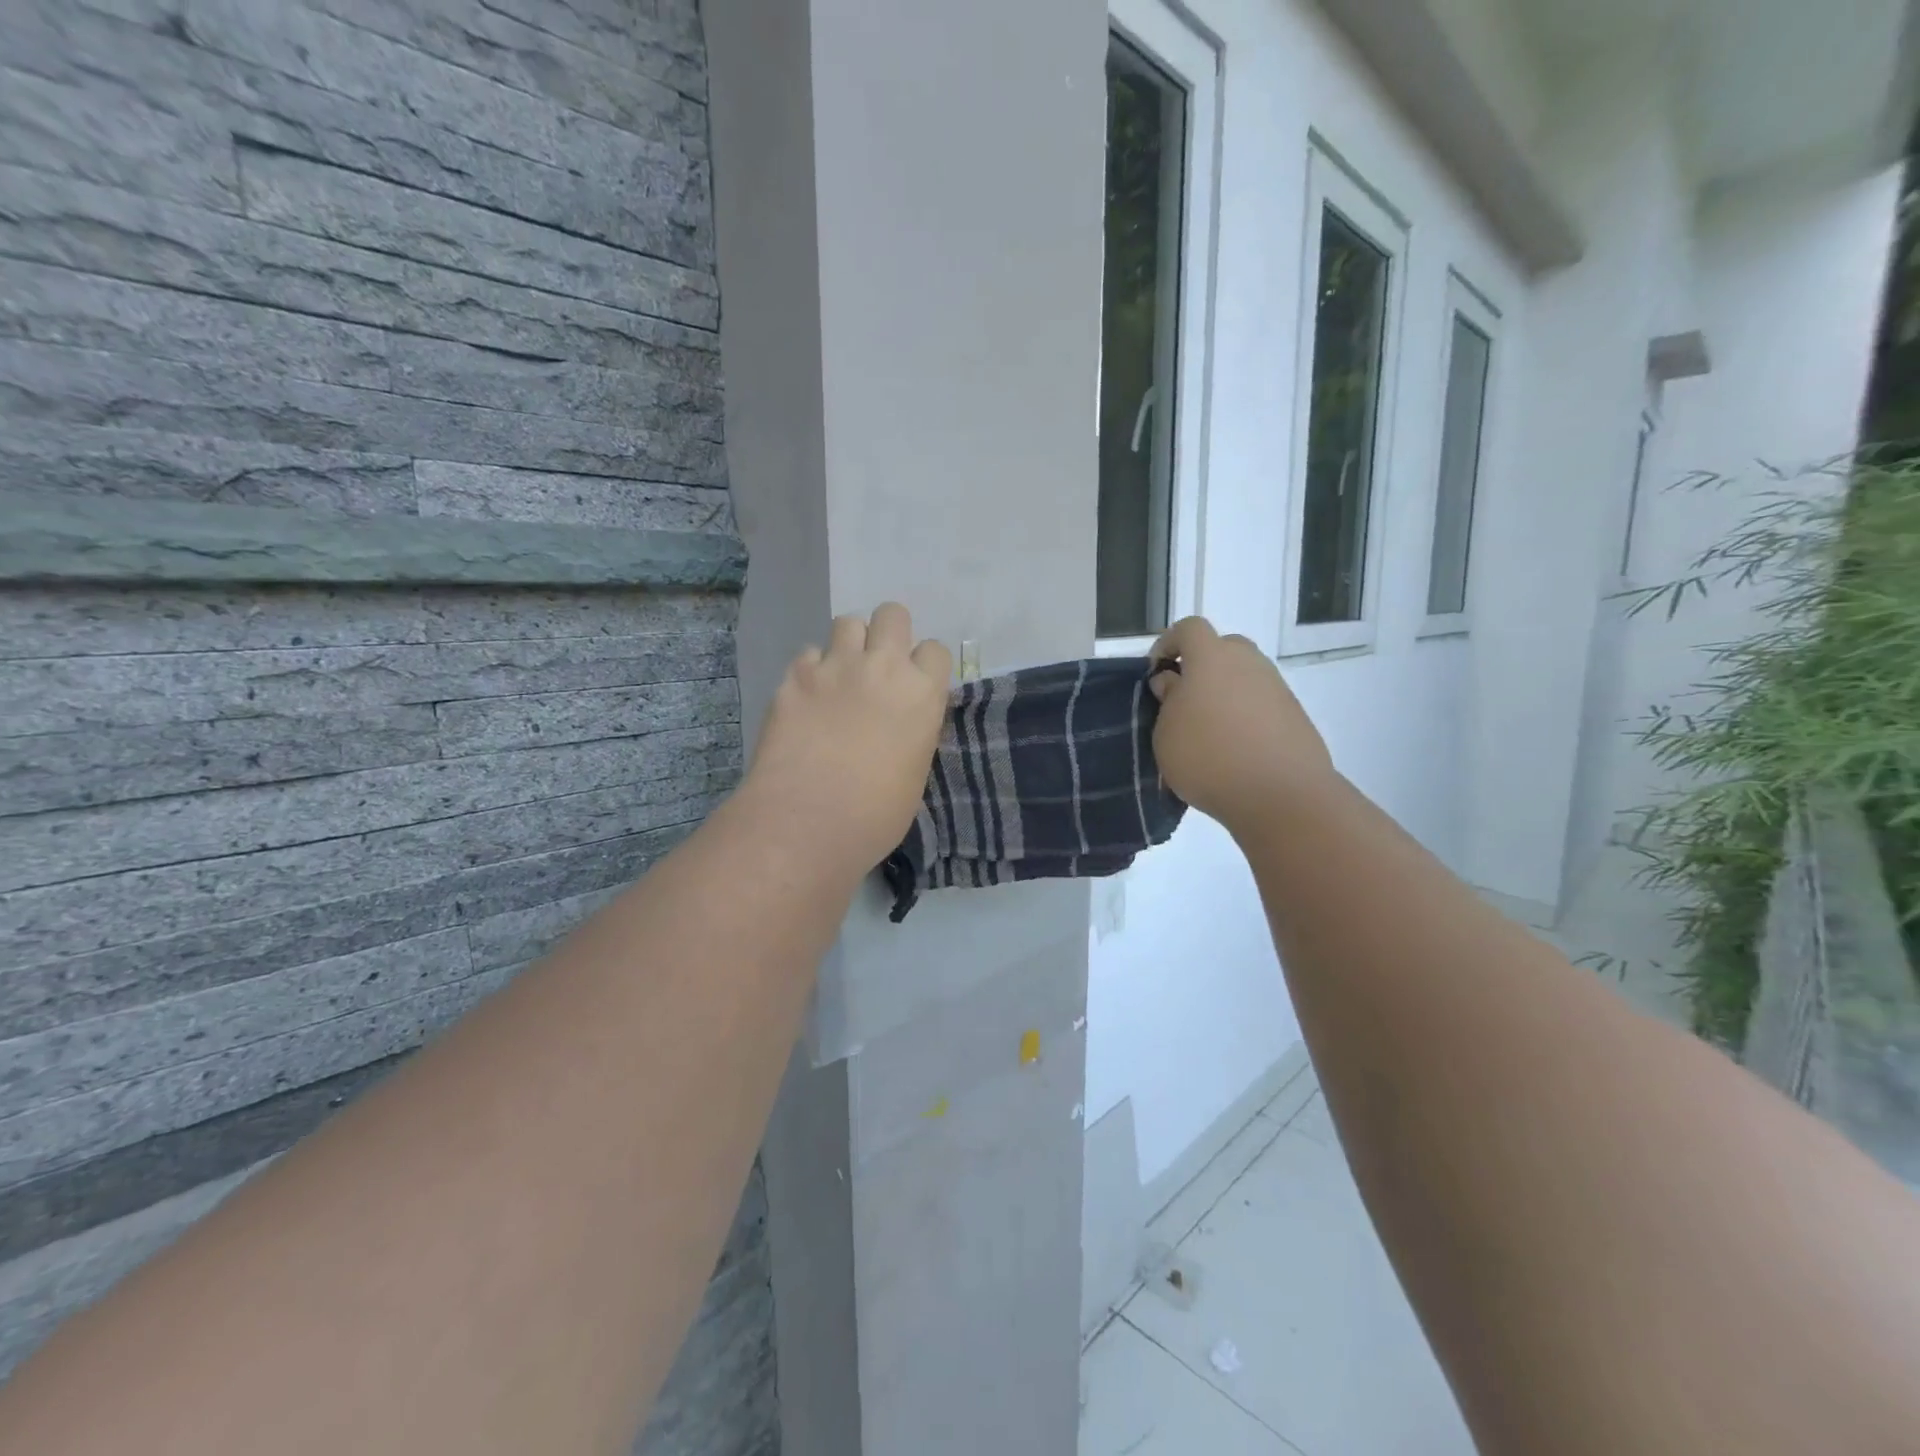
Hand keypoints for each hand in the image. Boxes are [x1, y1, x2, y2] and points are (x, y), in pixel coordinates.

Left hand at [743, 603, 952, 871]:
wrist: (807, 821)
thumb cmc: (875, 815)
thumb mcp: (915, 771)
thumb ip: (913, 730)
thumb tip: (900, 722)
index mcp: (922, 693)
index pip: (935, 649)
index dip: (924, 665)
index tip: (914, 685)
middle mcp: (882, 667)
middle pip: (892, 615)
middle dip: (888, 633)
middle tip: (878, 666)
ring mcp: (835, 667)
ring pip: (847, 623)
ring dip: (849, 645)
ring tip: (841, 676)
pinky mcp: (794, 677)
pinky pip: (808, 654)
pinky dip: (811, 670)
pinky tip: (807, 697)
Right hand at [1148, 617, 1334, 833]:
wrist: (1281, 795)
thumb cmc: (1208, 758)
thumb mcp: (1166, 733)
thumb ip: (1167, 699)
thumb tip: (1174, 682)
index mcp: (1211, 657)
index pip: (1188, 628)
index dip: (1168, 644)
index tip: (1156, 673)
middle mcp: (1248, 662)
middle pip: (1222, 648)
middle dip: (1200, 667)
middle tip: (1184, 700)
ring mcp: (1276, 687)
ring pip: (1243, 676)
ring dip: (1224, 693)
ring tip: (1208, 731)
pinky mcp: (1295, 714)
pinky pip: (1261, 703)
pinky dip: (1245, 715)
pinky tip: (1235, 749)